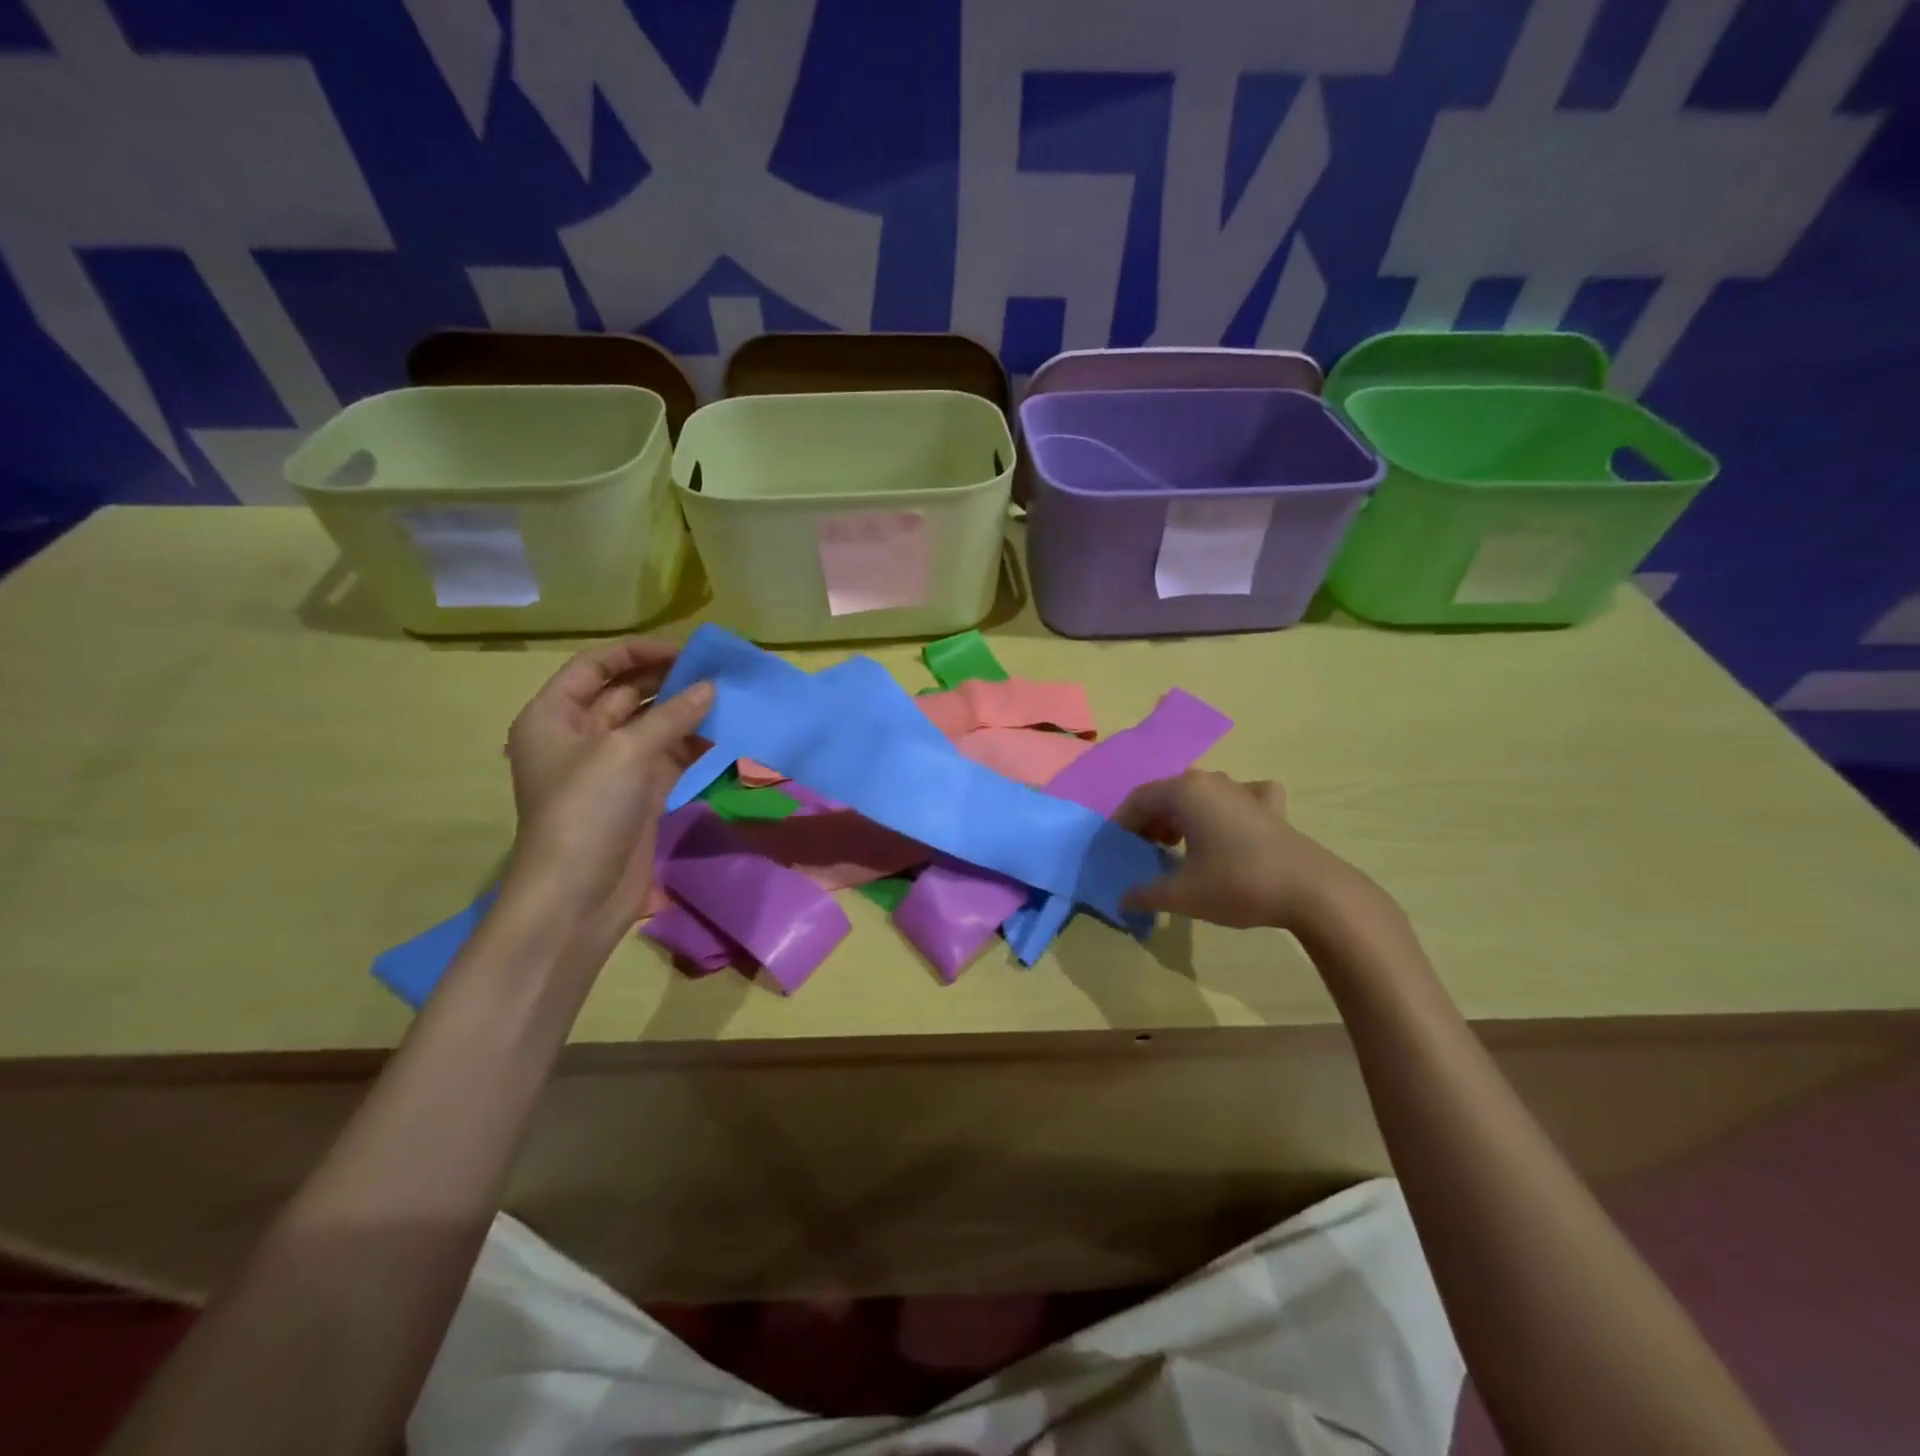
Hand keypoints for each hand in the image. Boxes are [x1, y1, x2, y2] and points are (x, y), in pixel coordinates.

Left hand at [502, 640, 712, 947]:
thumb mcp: (626, 752)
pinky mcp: (638, 793)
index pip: (595, 666)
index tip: (685, 651)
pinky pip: (668, 756)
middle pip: (626, 693)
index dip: (637, 652)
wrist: (578, 895)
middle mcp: (580, 735)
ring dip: (685, 711)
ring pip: (652, 725)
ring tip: (728, 697)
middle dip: (668, 680)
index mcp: (555, 715)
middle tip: (716, 672)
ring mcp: (612, 766)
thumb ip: (671, 715)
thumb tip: (712, 687)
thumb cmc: (586, 811)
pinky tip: (724, 733)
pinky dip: (693, 743)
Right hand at [1115, 770, 1363, 930]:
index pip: (1138, 799)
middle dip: (1150, 821)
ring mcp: (1244, 791)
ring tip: (1176, 846)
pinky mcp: (1271, 807)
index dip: (1122, 824)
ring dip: (1182, 817)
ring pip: (1201, 795)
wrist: (1311, 891)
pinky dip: (1228, 809)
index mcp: (1184, 792)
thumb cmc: (1236, 883)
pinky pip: (1240, 798)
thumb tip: (1122, 899)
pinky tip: (1232, 826)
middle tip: (1143, 851)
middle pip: (1167, 795)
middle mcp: (1211, 782)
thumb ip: (1145, 894)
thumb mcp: (1181, 894)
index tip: (1116, 849)